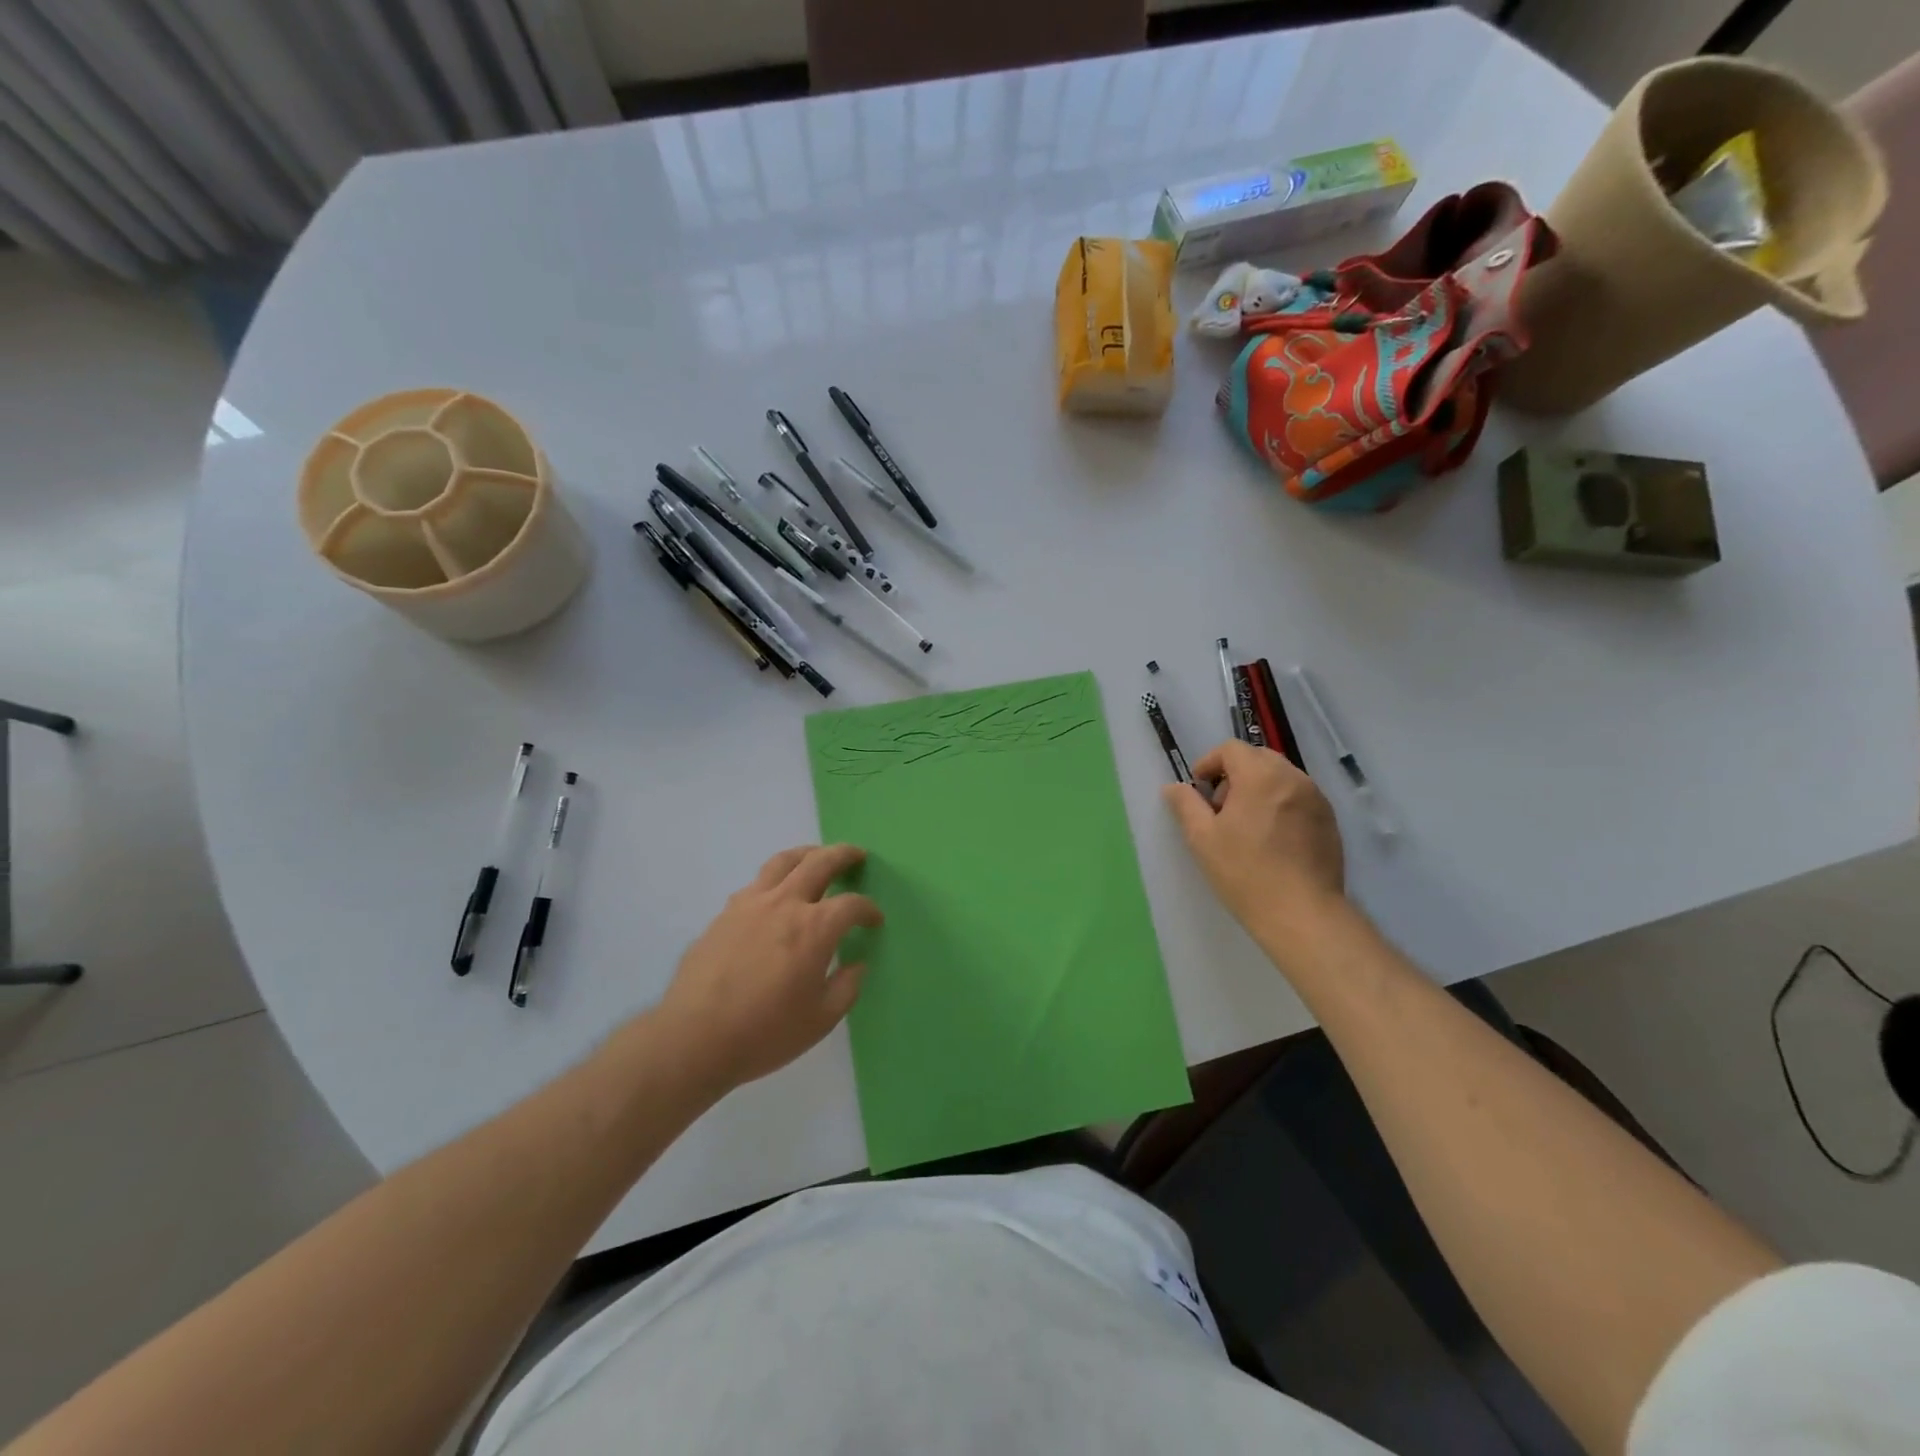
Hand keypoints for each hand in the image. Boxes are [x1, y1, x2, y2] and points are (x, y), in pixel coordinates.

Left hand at [656, 844, 881, 1093]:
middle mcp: (784, 904)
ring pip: (783, 862)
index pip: (851, 904)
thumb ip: (846, 988)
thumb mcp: (820, 1020)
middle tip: (856, 855)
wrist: (693, 1038)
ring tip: (816, 856)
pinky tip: (776, 893)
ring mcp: (750, 904)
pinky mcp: (724, 914)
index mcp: (814, 928)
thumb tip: (857, 966)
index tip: (874, 920)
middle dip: (843, 855)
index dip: (868, 909)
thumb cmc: (764, 1033)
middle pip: (819, 863)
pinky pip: (756, 883)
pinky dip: (775, 878)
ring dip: (807, 854)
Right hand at [1162, 740, 1344, 955]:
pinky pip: (1298, 797)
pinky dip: (1280, 804)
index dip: (1209, 763)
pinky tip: (1271, 839)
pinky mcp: (1330, 820)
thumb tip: (1174, 787)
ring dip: (1258, 788)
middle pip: (1258, 758)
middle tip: (1220, 809)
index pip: (1231, 749)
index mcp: (1260, 776)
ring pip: (1280, 777)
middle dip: (1234, 774)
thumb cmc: (1245, 873)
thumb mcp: (1202, 838)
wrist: (1302, 913)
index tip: (1200, 790)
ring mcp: (1316, 799)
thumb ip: (1186, 805)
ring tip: (1246, 826)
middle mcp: (1293, 778)